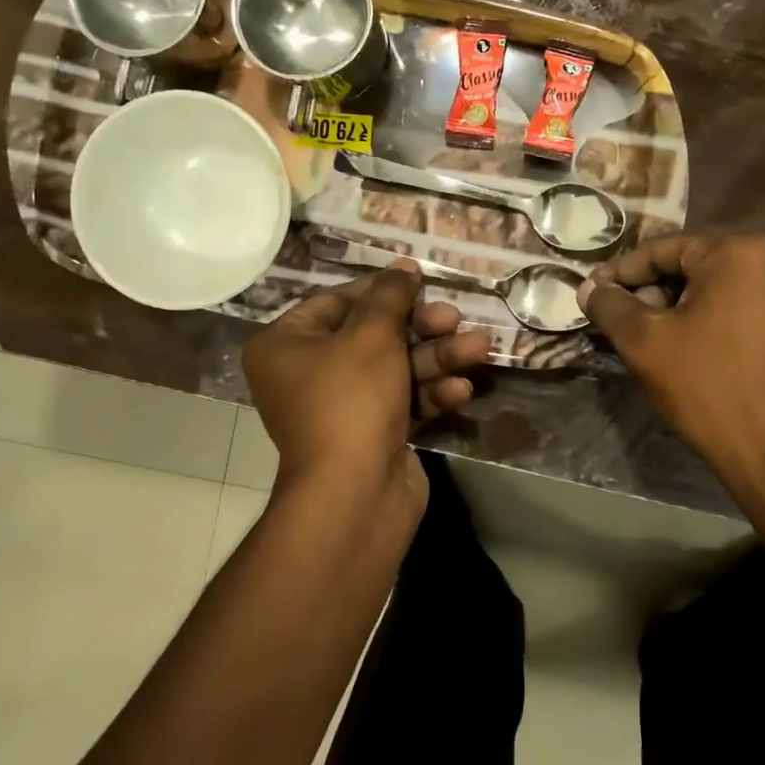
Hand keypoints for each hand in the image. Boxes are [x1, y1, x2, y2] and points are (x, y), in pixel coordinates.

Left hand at [241, 263, 489, 514]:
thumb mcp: (372, 335)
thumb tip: (402, 268)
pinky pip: (402, 401)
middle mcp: (307, 374)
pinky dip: (431, 393)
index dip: (381, 291)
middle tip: (454, 318)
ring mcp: (341, 408)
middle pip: (372, 335)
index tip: (419, 282)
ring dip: (437, 358)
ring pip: (395, 368)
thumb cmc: (351, 399)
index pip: (336, 302)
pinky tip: (461, 390)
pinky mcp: (372, 434)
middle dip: (420, 328)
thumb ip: (390, 296)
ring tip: (478, 348)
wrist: (355, 495)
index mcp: (286, 345)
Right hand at [579, 233, 764, 503]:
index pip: (662, 250)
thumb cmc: (709, 386)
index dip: (621, 272)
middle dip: (650, 292)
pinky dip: (707, 323)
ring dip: (676, 310)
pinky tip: (686, 352)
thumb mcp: (646, 343)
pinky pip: (738, 310)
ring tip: (648, 342)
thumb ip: (611, 307)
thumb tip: (589, 288)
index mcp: (736, 252)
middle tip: (620, 323)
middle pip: (691, 267)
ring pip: (714, 291)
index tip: (592, 294)